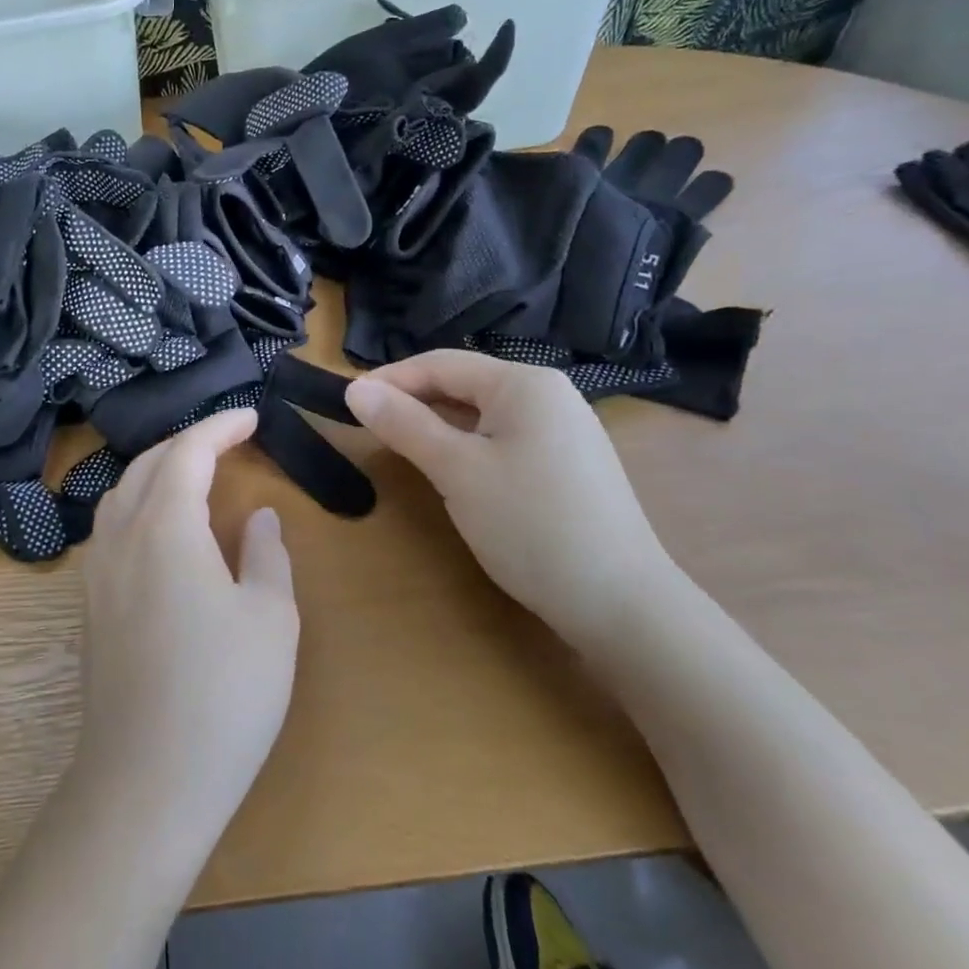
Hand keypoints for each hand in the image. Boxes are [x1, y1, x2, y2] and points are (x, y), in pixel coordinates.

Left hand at [72, 409, 298, 849]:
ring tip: (194, 477)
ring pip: (119, 494)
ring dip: (156, 472)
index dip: (219, 427)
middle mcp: (120, 536)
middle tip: (226, 442)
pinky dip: (138, 506)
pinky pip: (110, 528)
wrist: (146, 780)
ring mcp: (96, 572)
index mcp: (165, 526)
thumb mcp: (271, 618)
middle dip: (186, 443)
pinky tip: (162, 532)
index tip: (251, 417)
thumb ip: (267, 555)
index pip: (187, 452)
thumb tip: (259, 518)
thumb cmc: (223, 694)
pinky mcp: (89, 605)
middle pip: (146, 465)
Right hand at [345, 351, 686, 651]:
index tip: (347, 402)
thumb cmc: (531, 525)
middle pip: (463, 384)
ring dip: (437, 424)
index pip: (441, 364)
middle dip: (413, 400)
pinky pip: (503, 437)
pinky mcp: (567, 462)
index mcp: (524, 383)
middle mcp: (548, 394)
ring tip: (399, 445)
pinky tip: (451, 469)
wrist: (622, 604)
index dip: (390, 379)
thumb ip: (404, 424)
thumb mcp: (456, 470)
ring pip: (482, 413)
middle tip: (367, 426)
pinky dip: (467, 444)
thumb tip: (354, 388)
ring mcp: (563, 428)